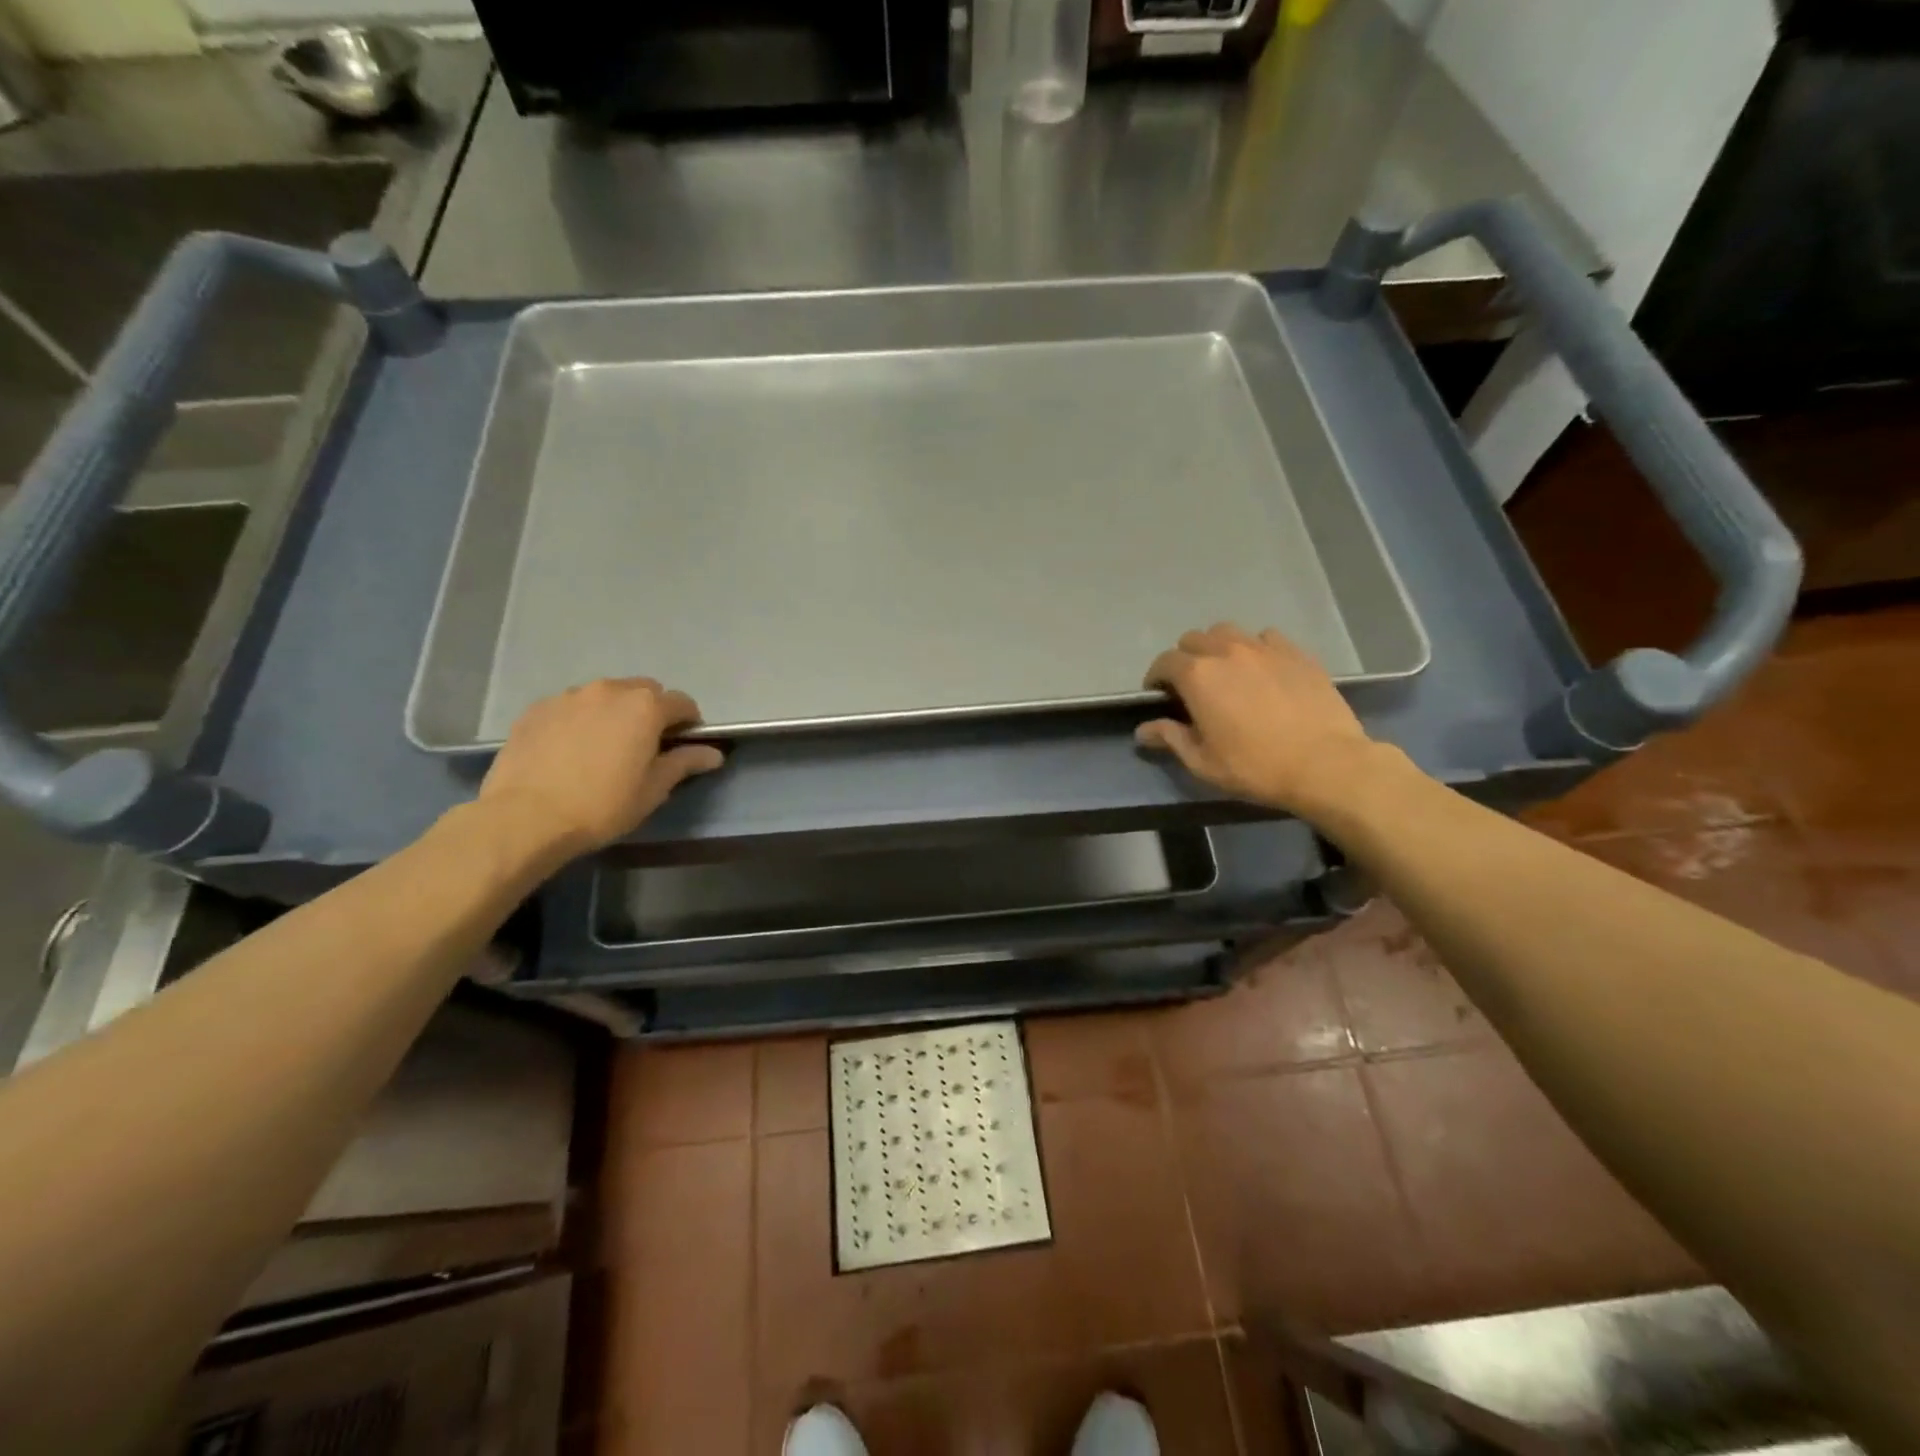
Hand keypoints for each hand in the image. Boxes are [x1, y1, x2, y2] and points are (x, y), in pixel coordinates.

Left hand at [479, 678, 724, 857]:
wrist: (526, 817)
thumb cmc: (602, 805)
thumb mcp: (653, 789)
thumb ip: (685, 762)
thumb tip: (713, 753)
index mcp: (645, 707)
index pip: (682, 703)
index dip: (689, 723)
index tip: (683, 745)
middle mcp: (610, 690)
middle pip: (644, 691)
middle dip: (651, 711)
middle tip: (644, 745)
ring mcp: (570, 696)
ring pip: (605, 696)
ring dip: (614, 712)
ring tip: (603, 746)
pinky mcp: (537, 708)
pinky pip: (572, 706)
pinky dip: (580, 719)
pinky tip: (571, 749)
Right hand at [1137, 624, 1375, 816]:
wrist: (1325, 764)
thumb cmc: (1255, 766)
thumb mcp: (1203, 762)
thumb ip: (1170, 738)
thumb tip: (1142, 730)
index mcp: (1198, 675)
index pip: (1164, 662)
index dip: (1156, 678)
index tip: (1160, 696)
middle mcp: (1227, 651)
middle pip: (1194, 639)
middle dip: (1185, 658)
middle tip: (1192, 686)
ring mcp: (1264, 648)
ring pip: (1228, 632)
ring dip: (1218, 647)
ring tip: (1226, 672)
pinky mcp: (1296, 653)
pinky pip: (1266, 638)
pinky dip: (1255, 648)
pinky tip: (1262, 670)